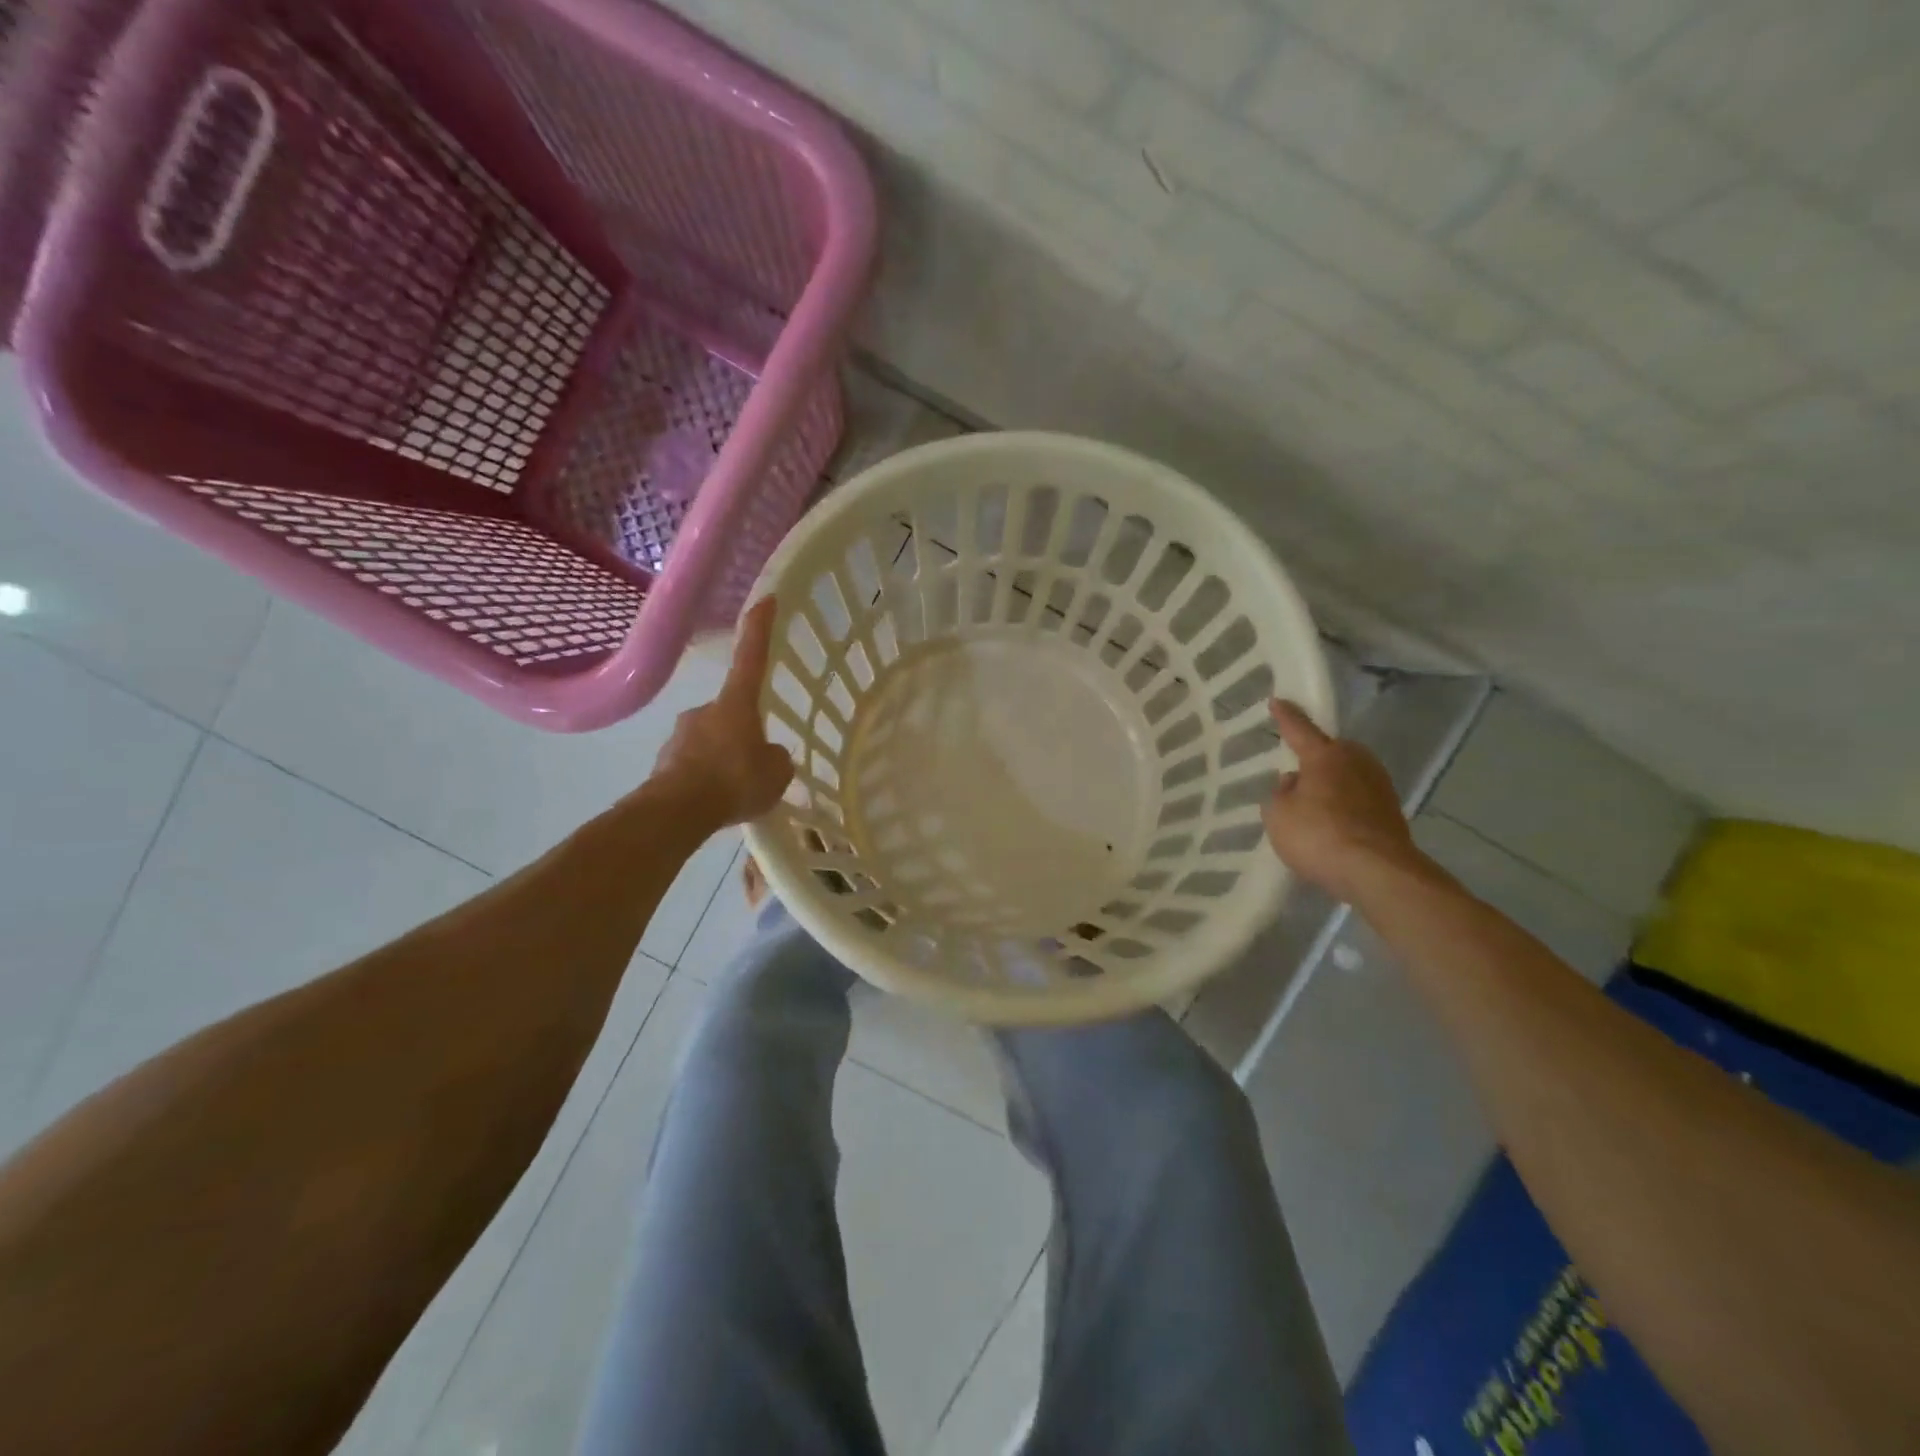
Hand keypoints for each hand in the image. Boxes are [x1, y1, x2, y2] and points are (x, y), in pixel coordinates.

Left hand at [650, 597, 794, 829]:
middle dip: (741, 733)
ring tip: (734, 791)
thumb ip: (776, 759)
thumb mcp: (776, 773)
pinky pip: (693, 765)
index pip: (751, 657)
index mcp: (736, 704)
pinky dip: (704, 778)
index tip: (765, 600)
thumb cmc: (734, 781)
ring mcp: (679, 735)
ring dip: (721, 759)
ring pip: (709, 741)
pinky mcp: (663, 762)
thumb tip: (767, 756)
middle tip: (753, 764)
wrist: (677, 811)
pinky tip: (714, 802)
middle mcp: (705, 710)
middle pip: (730, 713)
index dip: (759, 629)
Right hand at [1262, 700, 1426, 904]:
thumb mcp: (1278, 815)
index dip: (1286, 717)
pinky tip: (1334, 825)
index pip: (1300, 729)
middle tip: (1298, 771)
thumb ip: (1281, 794)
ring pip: (1348, 776)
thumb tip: (1294, 783)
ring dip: (1332, 785)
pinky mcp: (1392, 813)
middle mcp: (1356, 762)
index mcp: (1325, 756)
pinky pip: (1359, 800)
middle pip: (1332, 752)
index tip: (1277, 701)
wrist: (1378, 873)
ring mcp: (1379, 787)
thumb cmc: (1318, 835)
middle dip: (1316, 757)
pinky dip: (1346, 807)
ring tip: (1314, 804)